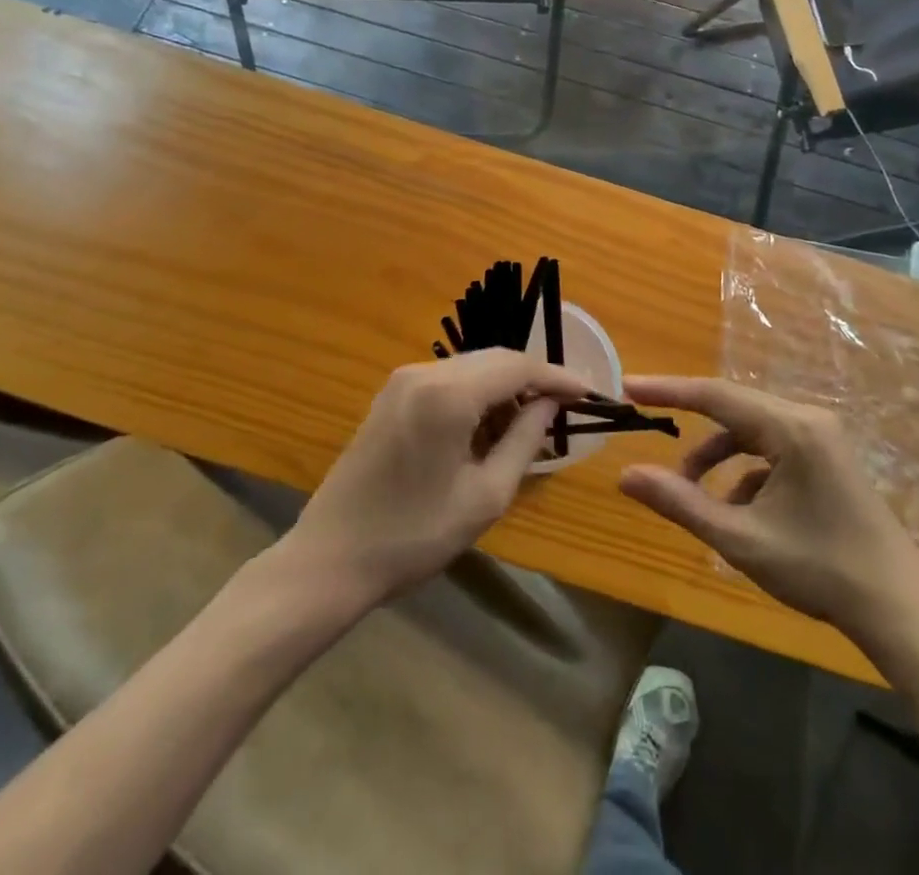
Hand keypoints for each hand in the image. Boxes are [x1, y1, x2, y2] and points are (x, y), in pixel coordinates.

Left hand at [287, 349, 588, 604]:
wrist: (330, 558)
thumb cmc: (414, 535)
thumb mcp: (485, 495)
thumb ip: (525, 441)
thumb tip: (549, 405)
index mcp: (448, 394)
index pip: (517, 366)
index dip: (556, 376)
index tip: (588, 393)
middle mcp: (424, 372)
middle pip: (494, 359)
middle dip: (532, 380)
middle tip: (564, 409)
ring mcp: (402, 381)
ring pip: (471, 368)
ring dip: (503, 389)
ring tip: (529, 426)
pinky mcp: (390, 395)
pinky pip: (447, 381)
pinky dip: (476, 396)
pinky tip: (487, 428)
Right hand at [618, 377, 918, 635]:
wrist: (900, 610)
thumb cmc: (820, 570)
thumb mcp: (741, 539)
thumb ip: (680, 502)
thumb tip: (626, 474)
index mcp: (791, 427)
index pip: (715, 395)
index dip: (668, 390)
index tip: (628, 387)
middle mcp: (808, 419)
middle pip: (733, 409)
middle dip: (690, 426)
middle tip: (647, 427)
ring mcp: (822, 438)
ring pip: (752, 432)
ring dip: (718, 457)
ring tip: (694, 496)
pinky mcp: (827, 459)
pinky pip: (772, 450)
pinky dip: (745, 473)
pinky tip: (740, 513)